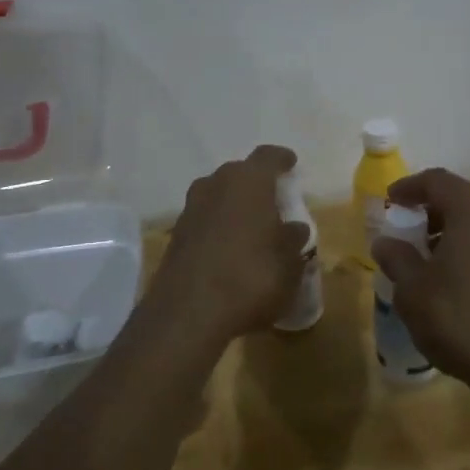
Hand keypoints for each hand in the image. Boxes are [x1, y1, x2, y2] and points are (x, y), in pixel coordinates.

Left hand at [152, 145, 310, 342]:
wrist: (188, 313)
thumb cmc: (251, 277)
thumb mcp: (289, 263)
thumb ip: (293, 240)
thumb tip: (293, 228)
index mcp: (248, 181)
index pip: (268, 156)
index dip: (282, 159)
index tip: (291, 164)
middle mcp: (215, 185)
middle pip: (239, 173)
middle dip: (256, 184)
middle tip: (272, 201)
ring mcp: (190, 209)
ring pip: (217, 196)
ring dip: (233, 206)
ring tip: (251, 226)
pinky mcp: (176, 236)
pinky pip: (204, 220)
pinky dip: (218, 227)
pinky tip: (229, 249)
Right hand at [370, 169, 469, 401]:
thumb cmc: (461, 319)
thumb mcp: (413, 291)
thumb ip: (397, 259)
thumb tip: (386, 243)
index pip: (436, 181)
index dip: (409, 188)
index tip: (390, 200)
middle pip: (463, 198)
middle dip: (433, 211)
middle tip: (410, 232)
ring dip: (456, 232)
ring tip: (433, 260)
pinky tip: (461, 279)